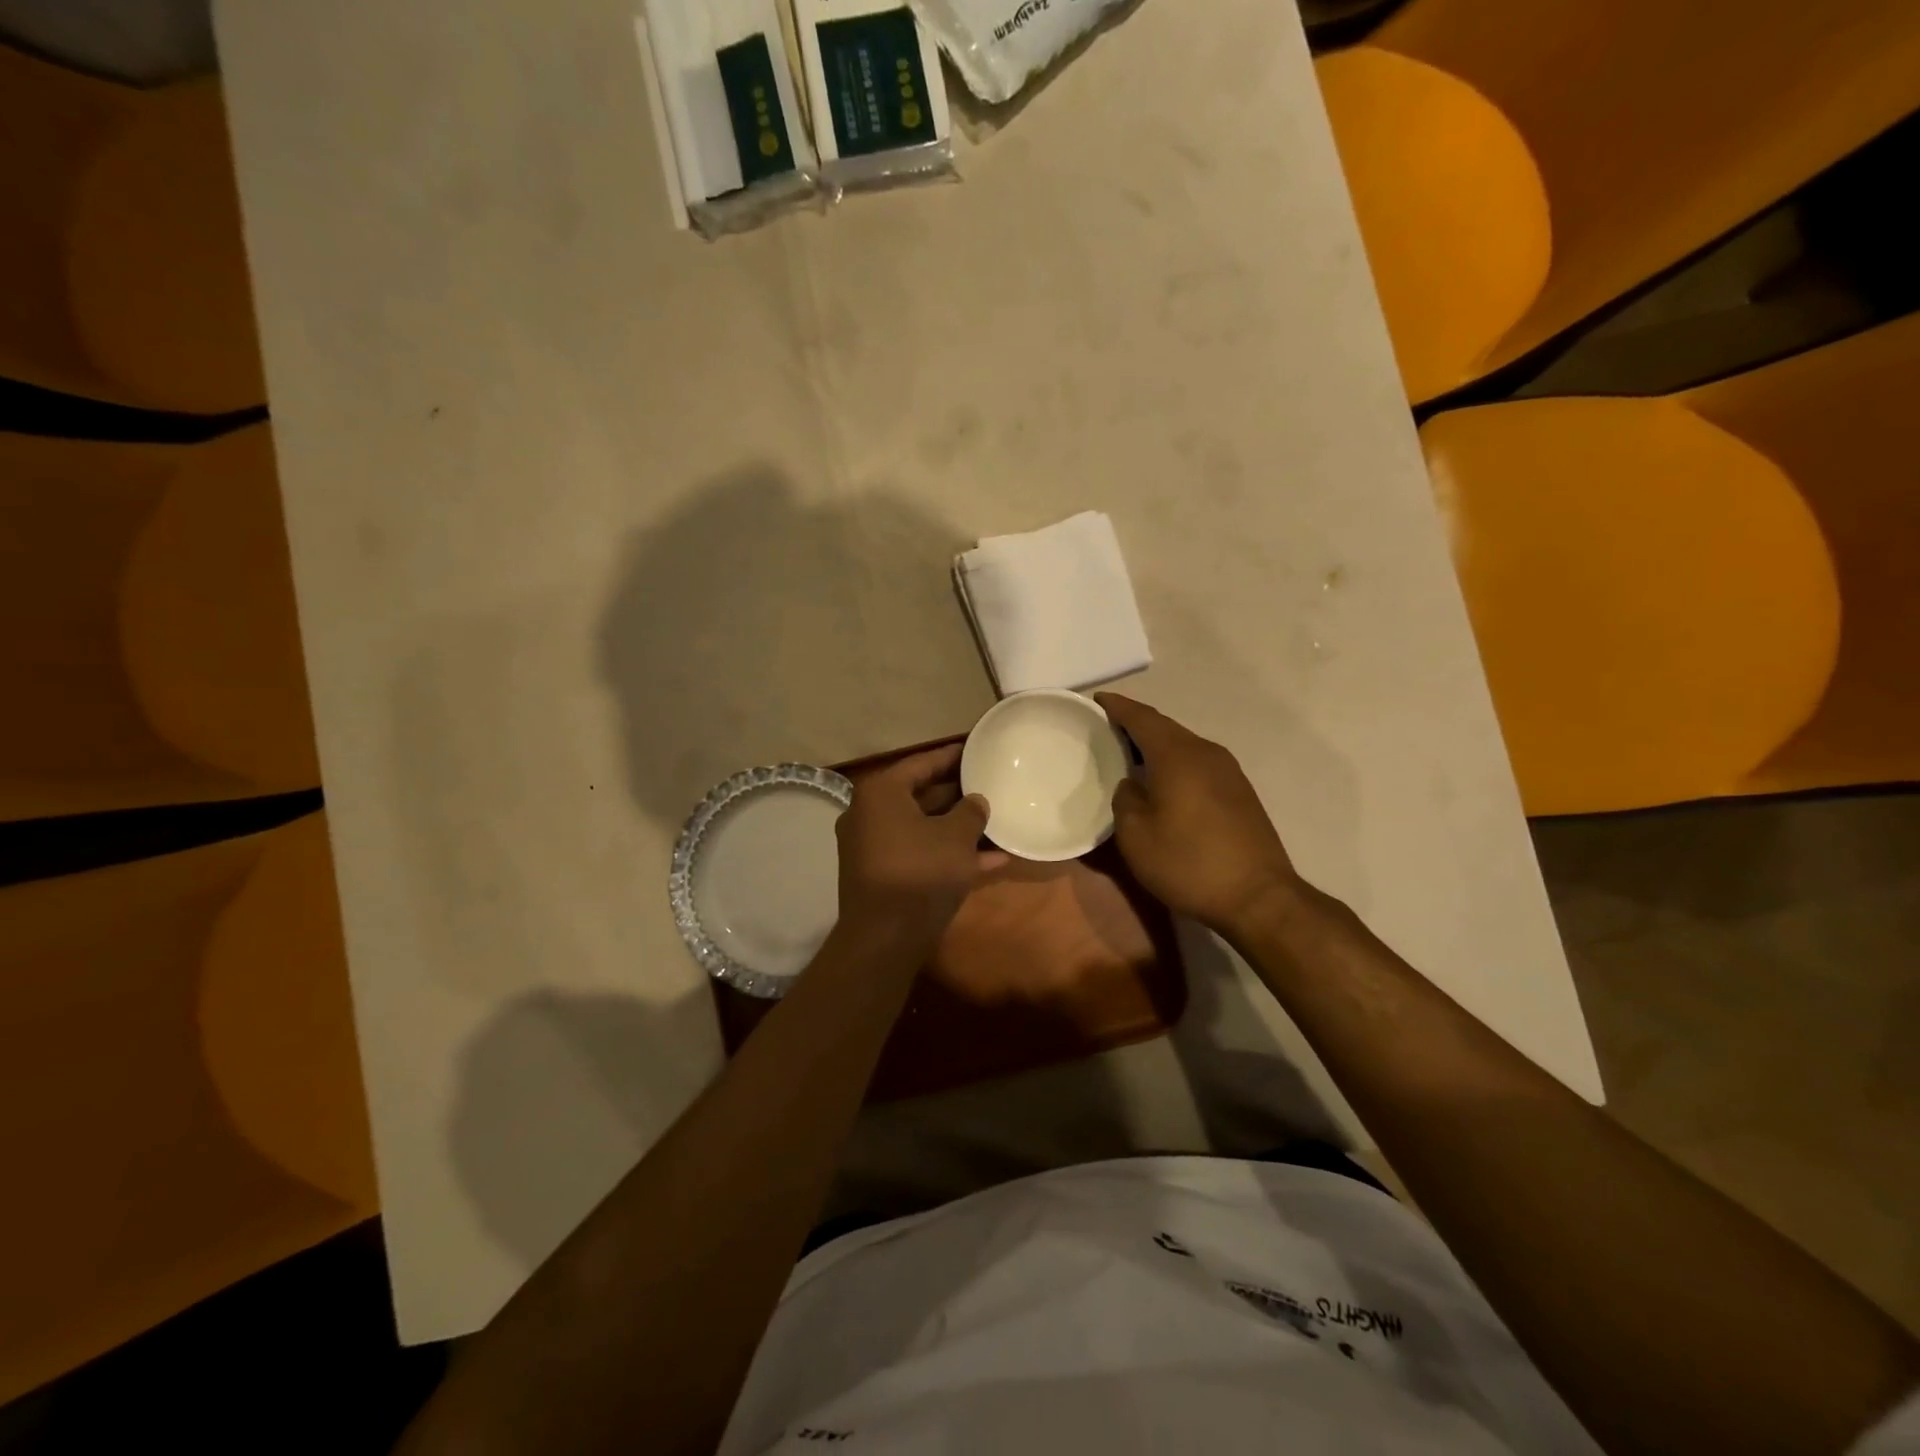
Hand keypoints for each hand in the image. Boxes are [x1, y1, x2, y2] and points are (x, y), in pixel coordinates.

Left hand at [835, 744, 995, 956]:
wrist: (885, 938)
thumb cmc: (920, 872)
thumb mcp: (956, 837)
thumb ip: (970, 812)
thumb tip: (976, 801)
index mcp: (881, 793)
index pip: (921, 763)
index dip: (952, 756)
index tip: (976, 749)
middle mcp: (870, 815)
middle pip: (920, 795)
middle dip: (957, 794)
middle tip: (989, 784)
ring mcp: (874, 848)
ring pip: (923, 829)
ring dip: (958, 828)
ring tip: (996, 821)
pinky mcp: (882, 876)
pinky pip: (920, 855)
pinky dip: (948, 855)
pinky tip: (992, 860)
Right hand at [1096, 694, 1303, 937]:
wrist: (1259, 897)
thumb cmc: (1189, 864)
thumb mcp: (1136, 837)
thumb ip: (1125, 800)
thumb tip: (1132, 785)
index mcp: (1177, 756)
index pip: (1142, 718)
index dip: (1118, 707)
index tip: (1096, 700)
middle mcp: (1206, 753)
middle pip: (1165, 728)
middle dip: (1136, 724)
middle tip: (1107, 729)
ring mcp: (1229, 771)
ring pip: (1184, 745)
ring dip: (1157, 745)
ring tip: (1131, 754)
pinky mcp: (1240, 792)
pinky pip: (1198, 763)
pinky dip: (1175, 762)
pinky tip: (1163, 780)